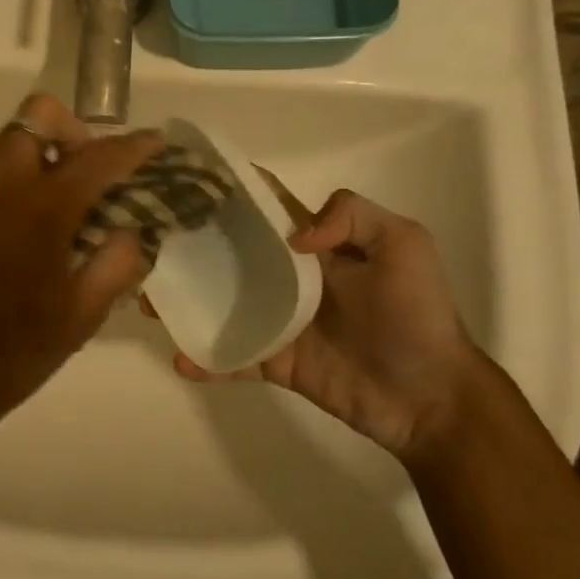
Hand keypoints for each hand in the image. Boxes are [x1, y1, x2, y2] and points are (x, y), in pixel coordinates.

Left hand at [0, 94, 163, 444]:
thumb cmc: (13, 353)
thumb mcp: (82, 316)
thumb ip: (117, 263)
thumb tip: (133, 230)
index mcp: (40, 210)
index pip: (96, 159)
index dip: (133, 146)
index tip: (156, 141)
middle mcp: (0, 187)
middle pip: (38, 118)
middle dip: (75, 132)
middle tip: (96, 174)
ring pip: (11, 142)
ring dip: (46, 152)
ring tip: (70, 201)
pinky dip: (21, 176)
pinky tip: (34, 226)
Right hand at [154, 182, 481, 461]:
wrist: (431, 397)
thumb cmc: (417, 316)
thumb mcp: (405, 246)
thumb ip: (354, 217)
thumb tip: (293, 236)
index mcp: (314, 246)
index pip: (266, 210)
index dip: (230, 193)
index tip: (185, 181)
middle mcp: (289, 278)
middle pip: (230, 256)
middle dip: (190, 248)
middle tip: (148, 245)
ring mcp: (279, 322)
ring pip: (221, 305)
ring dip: (186, 302)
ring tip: (149, 302)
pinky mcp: (276, 363)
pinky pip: (234, 357)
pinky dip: (206, 360)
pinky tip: (182, 360)